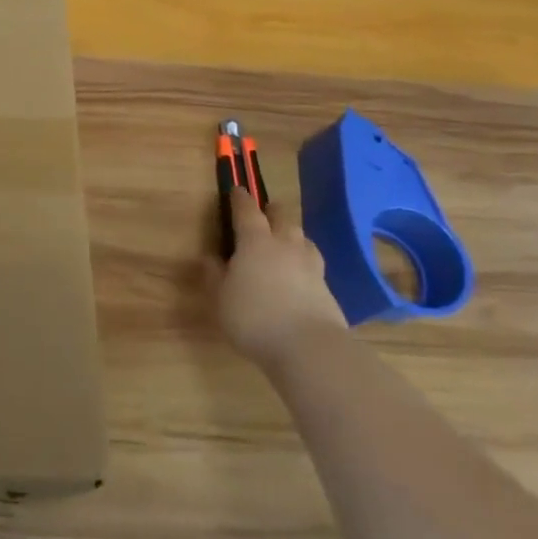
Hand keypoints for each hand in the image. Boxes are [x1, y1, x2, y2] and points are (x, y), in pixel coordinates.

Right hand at [216, 188, 345, 370]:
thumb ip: (214, 275)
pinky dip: (304, 261)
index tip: (237, 190)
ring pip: (303, 239)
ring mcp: (310, 266)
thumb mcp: (220, 298)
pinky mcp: (326, 288)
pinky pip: (313, 264)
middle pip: (283, 218)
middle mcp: (285, 246)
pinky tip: (299, 274)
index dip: (241, 199)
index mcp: (255, 242)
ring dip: (292, 235)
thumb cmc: (253, 317)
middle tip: (265, 211)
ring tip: (285, 241)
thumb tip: (211, 258)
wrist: (308, 348)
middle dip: (272, 211)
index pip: (247, 211)